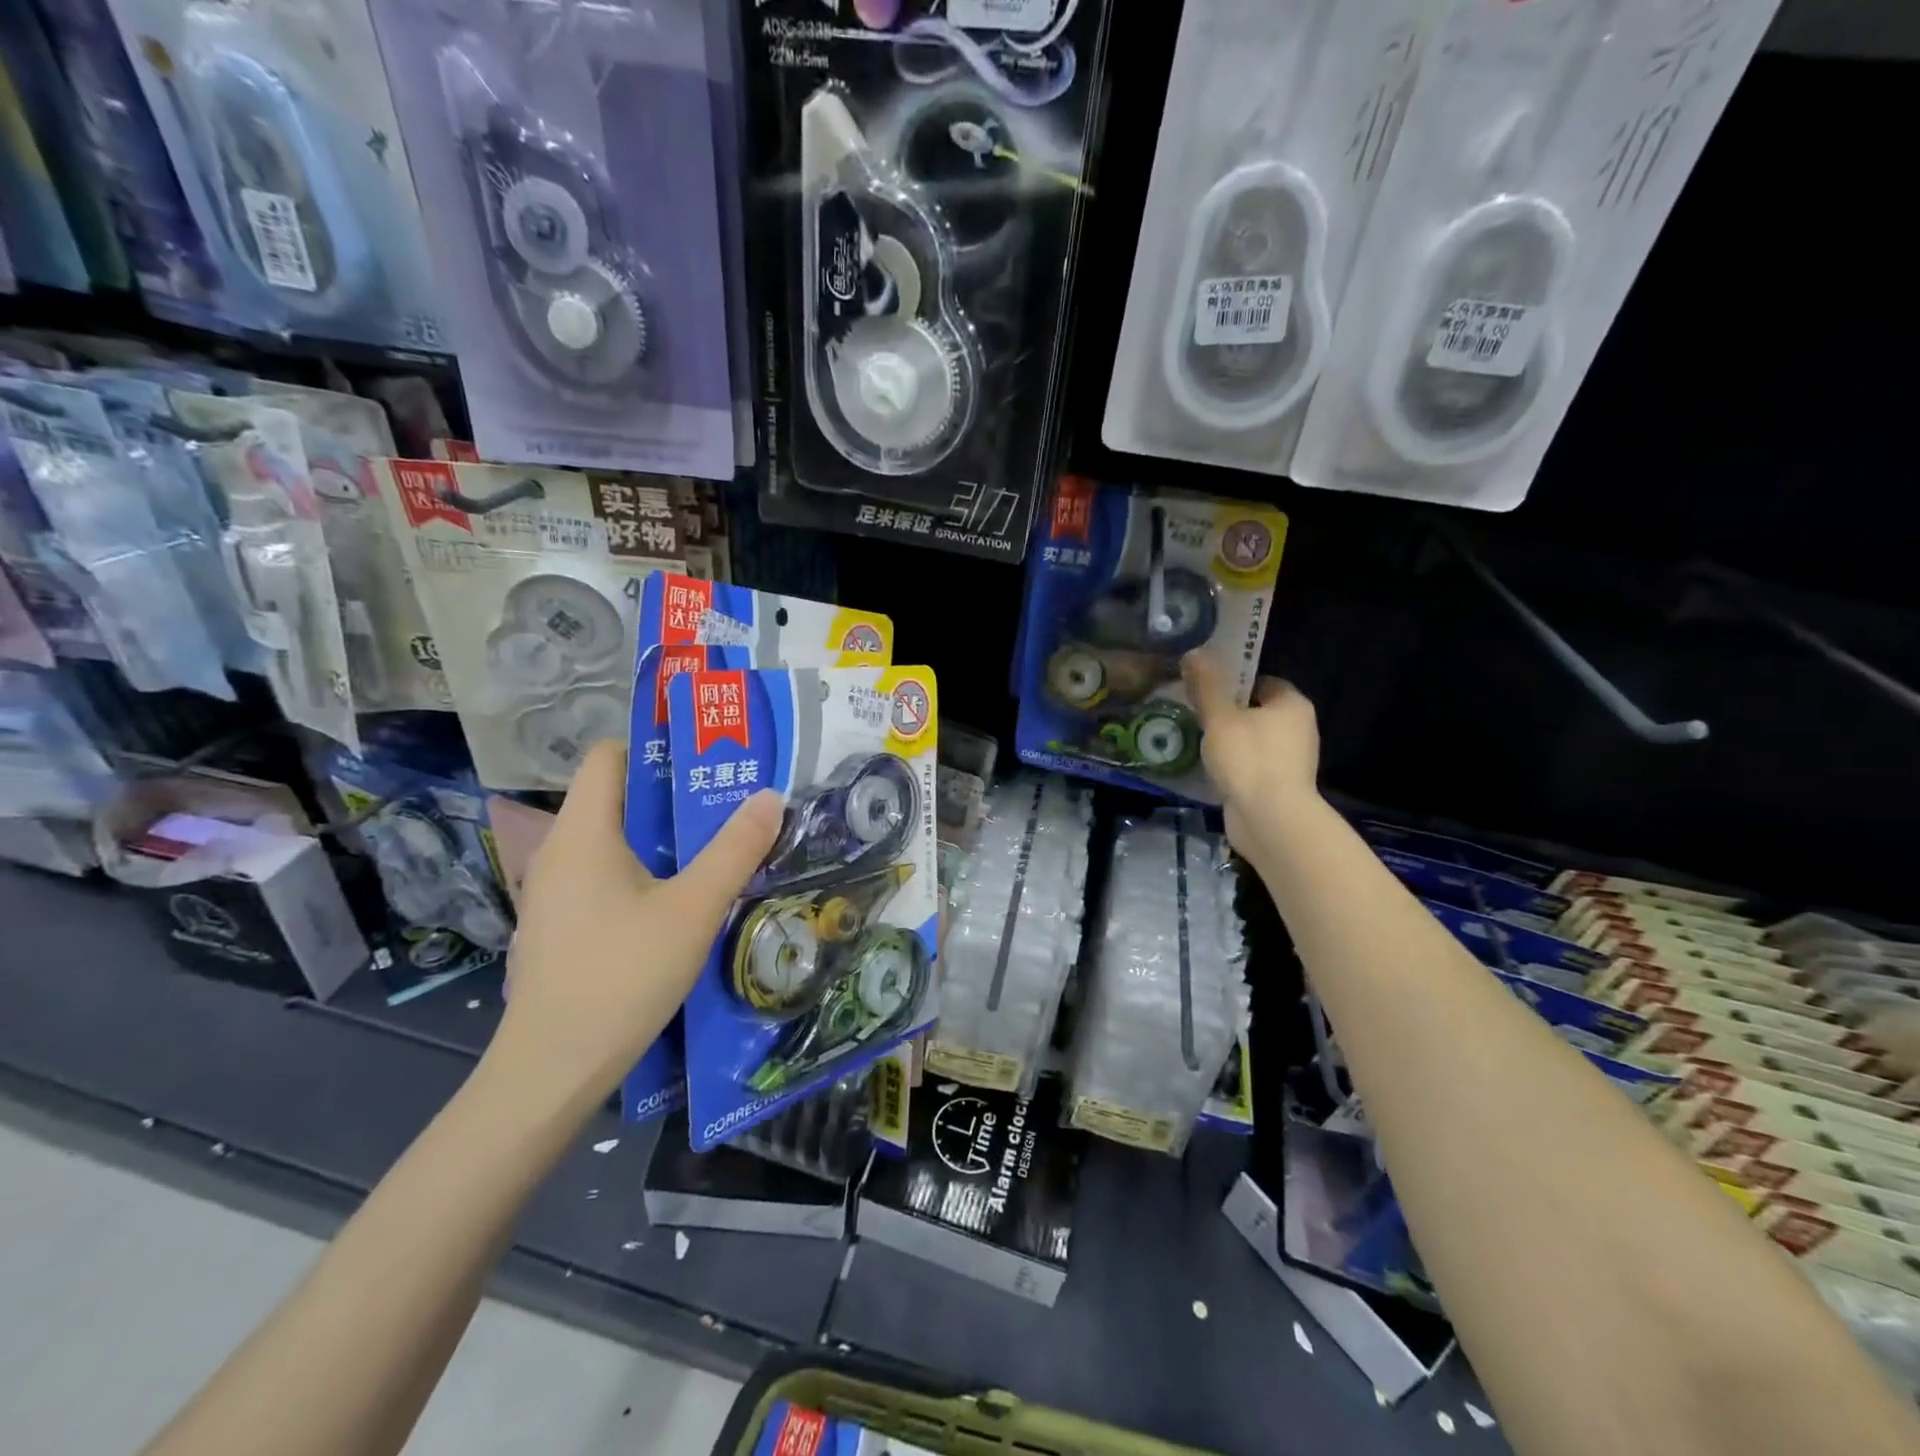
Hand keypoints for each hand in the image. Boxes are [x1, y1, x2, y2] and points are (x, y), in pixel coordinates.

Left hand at [491, 739, 781, 1104]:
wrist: (552, 1071)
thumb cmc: (621, 975)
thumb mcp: (693, 909)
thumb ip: (734, 849)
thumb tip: (770, 796)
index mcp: (583, 831)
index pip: (608, 756)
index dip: (655, 747)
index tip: (707, 759)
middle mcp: (559, 852)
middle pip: (616, 798)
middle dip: (673, 795)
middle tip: (729, 802)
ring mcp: (555, 893)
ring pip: (614, 842)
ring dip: (663, 838)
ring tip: (715, 847)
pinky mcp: (560, 927)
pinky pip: (605, 877)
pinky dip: (643, 873)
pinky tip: (680, 902)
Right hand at [1183, 652, 1321, 857]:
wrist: (1270, 820)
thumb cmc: (1249, 759)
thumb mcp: (1220, 717)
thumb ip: (1206, 686)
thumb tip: (1194, 652)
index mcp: (1292, 704)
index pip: (1261, 682)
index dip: (1233, 683)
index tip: (1204, 690)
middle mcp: (1299, 728)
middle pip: (1256, 711)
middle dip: (1227, 714)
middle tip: (1195, 715)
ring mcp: (1291, 760)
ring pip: (1253, 741)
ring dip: (1229, 742)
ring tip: (1198, 743)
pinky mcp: (1279, 786)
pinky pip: (1252, 766)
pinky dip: (1234, 767)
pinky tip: (1211, 770)